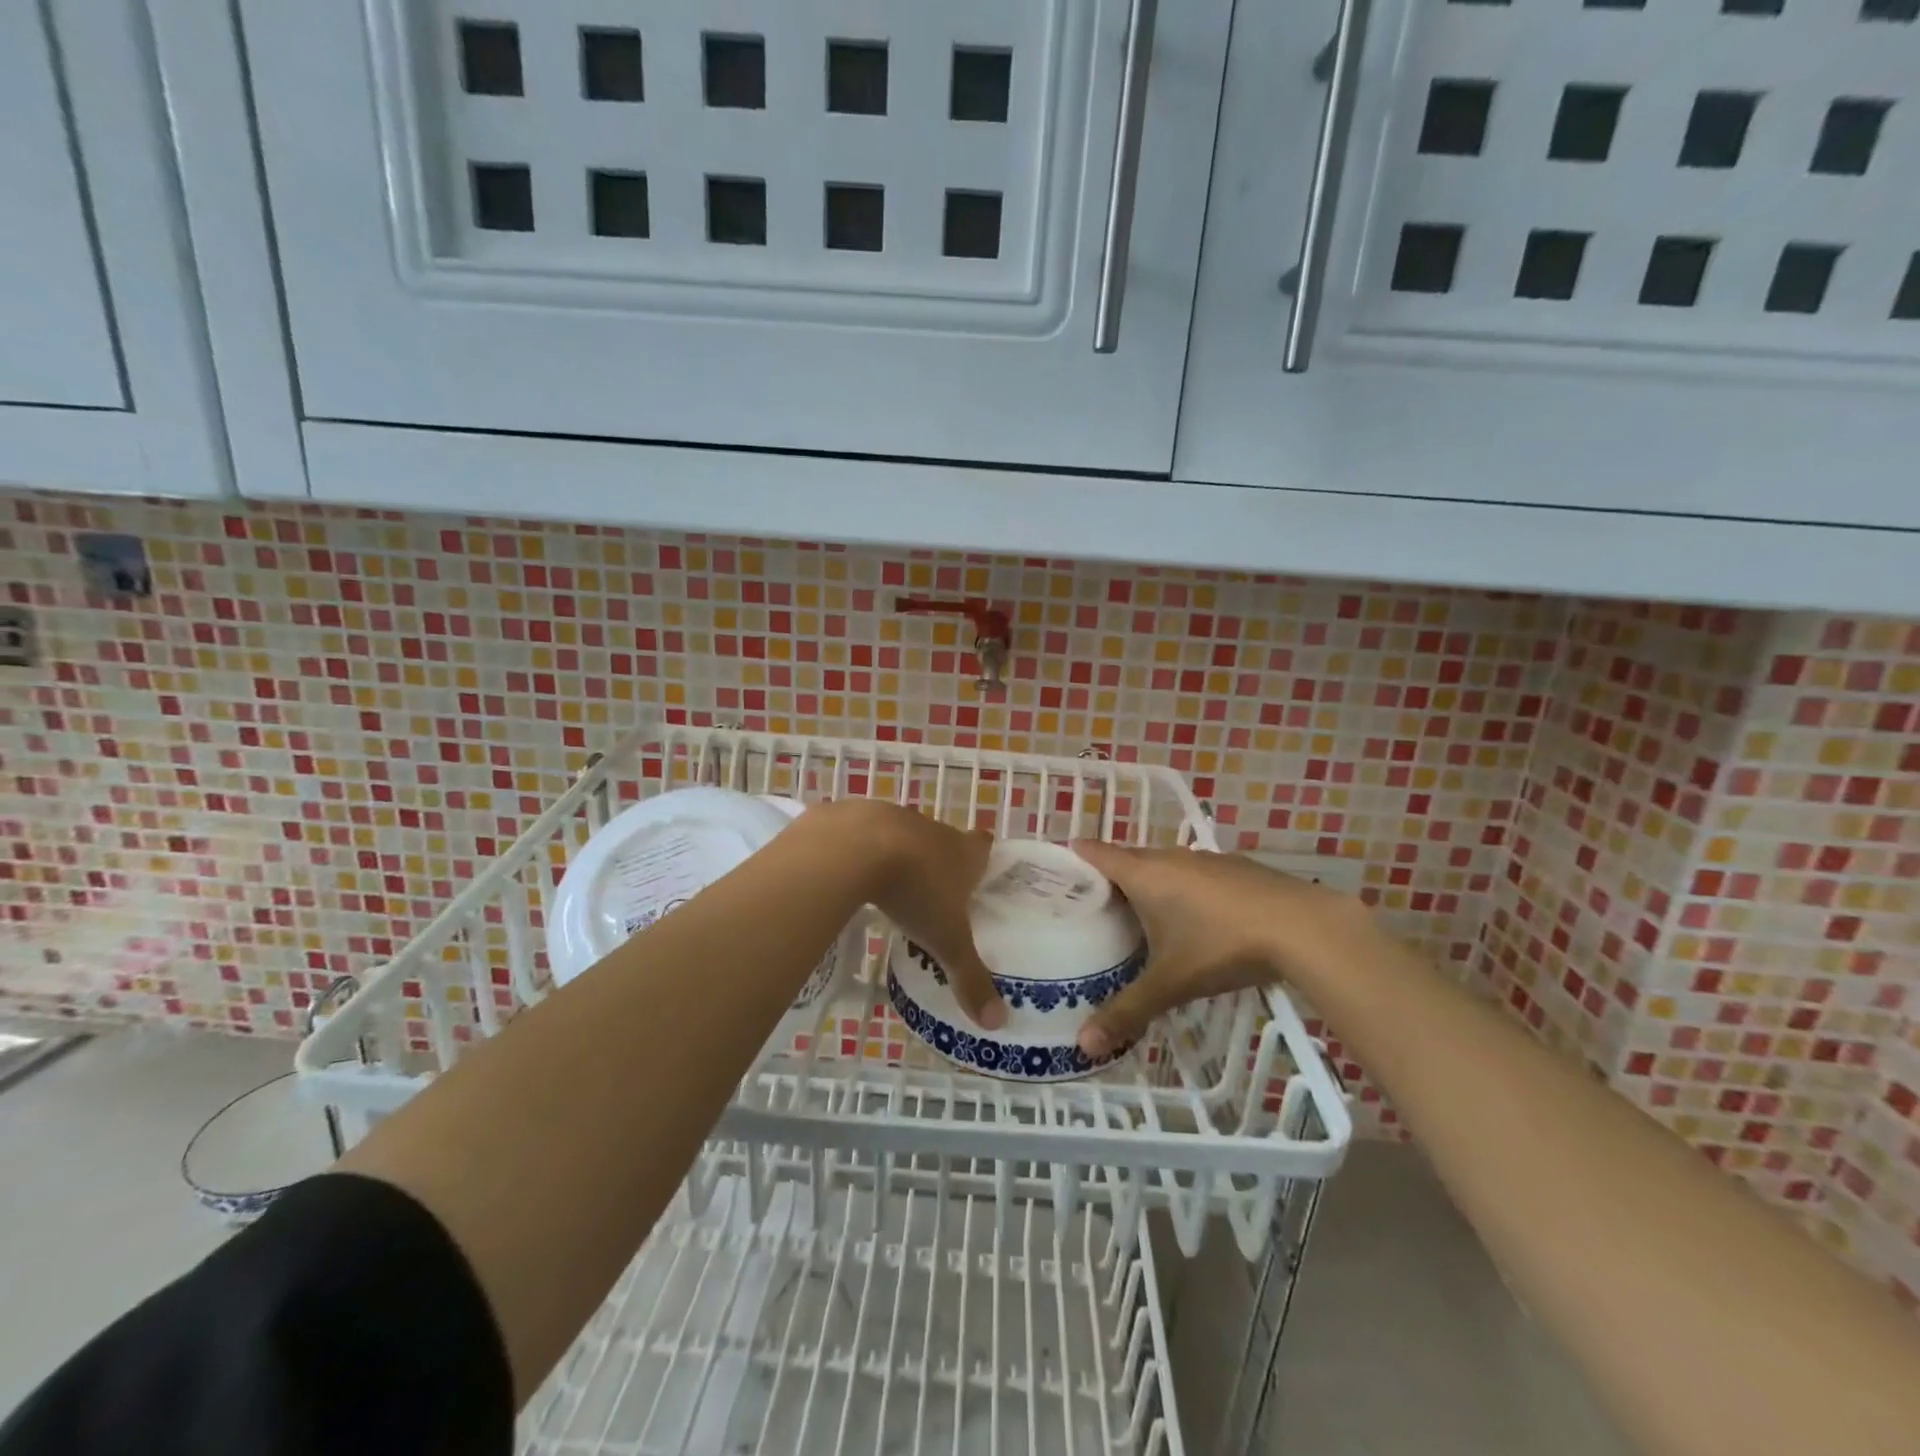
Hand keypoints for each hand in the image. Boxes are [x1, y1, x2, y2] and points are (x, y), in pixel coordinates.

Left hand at [811, 800, 1007, 1030]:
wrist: (853, 848)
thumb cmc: (913, 891)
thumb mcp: (945, 942)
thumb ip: (970, 978)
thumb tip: (998, 1023)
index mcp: (961, 852)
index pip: (983, 845)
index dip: (982, 857)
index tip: (978, 873)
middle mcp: (931, 828)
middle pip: (942, 840)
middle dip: (938, 861)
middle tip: (932, 893)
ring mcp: (891, 816)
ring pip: (901, 834)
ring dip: (897, 855)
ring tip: (888, 886)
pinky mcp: (853, 814)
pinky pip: (860, 833)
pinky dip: (857, 851)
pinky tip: (847, 874)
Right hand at [1069, 841, 1357, 1057]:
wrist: (1303, 927)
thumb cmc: (1222, 946)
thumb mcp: (1171, 983)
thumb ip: (1127, 1012)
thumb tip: (1083, 1045)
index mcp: (1145, 874)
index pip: (1096, 852)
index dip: (1073, 857)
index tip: (1055, 872)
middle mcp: (1171, 857)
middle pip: (1128, 857)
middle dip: (1108, 876)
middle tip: (1091, 906)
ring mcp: (1207, 859)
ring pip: (1164, 864)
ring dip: (1149, 882)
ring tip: (1138, 914)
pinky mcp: (1237, 868)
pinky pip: (1194, 872)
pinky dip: (1182, 887)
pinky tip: (1195, 918)